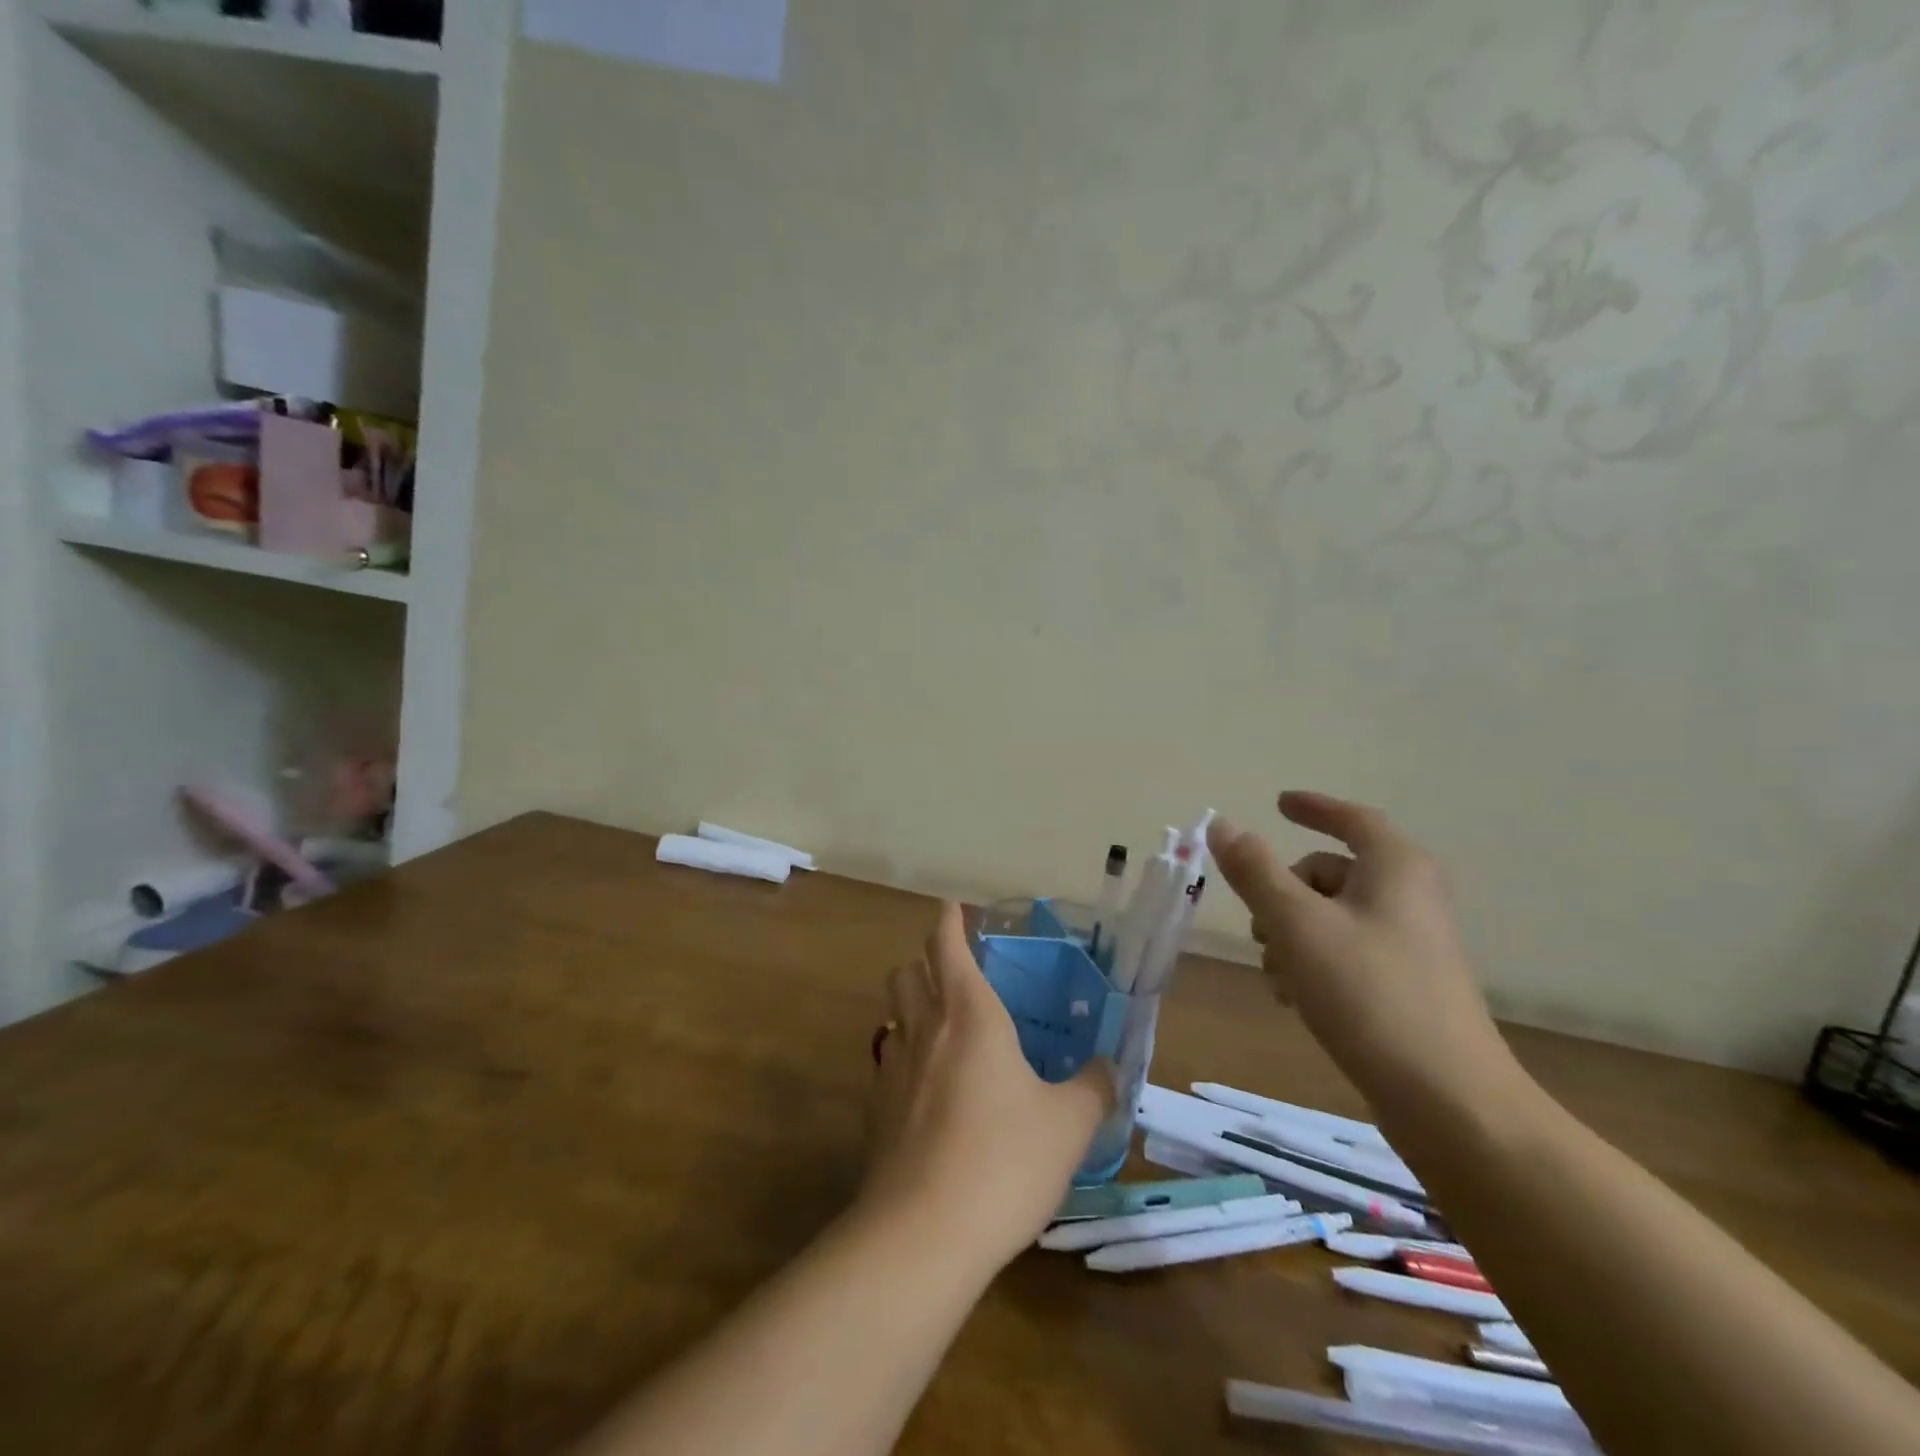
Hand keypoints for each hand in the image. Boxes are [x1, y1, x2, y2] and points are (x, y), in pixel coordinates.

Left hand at [861, 903, 1114, 1267]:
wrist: (924, 1233)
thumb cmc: (1005, 1160)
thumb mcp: (1070, 1125)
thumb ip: (1094, 1088)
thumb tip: (1109, 1068)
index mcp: (970, 1014)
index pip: (946, 945)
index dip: (948, 921)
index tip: (951, 907)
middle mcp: (925, 1029)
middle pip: (906, 971)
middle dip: (923, 961)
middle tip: (951, 973)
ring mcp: (891, 1068)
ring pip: (892, 1014)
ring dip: (910, 1006)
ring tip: (939, 1027)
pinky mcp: (874, 1110)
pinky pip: (885, 1062)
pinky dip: (903, 1057)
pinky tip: (925, 1089)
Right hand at [1208, 792, 1518, 1105]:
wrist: (1447, 1099)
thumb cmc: (1367, 993)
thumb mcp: (1296, 923)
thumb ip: (1254, 870)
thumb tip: (1222, 823)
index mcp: (1394, 868)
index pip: (1352, 819)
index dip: (1313, 807)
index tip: (1278, 803)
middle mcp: (1409, 896)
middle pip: (1331, 872)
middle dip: (1283, 892)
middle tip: (1257, 924)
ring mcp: (1410, 943)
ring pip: (1331, 916)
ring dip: (1291, 934)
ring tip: (1275, 975)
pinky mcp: (1406, 984)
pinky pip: (1346, 951)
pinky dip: (1313, 961)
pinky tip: (1294, 998)